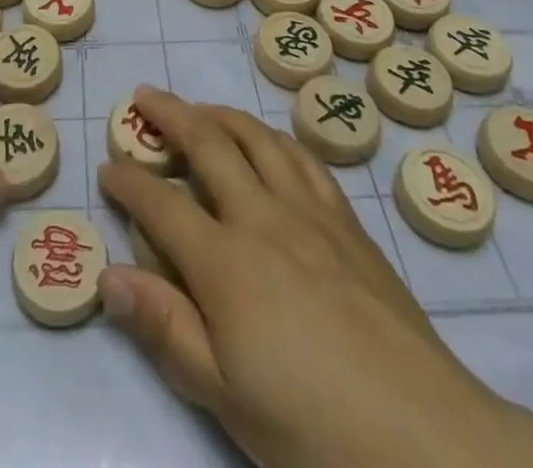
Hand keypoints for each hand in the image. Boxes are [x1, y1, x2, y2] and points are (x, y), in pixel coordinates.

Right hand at [98, 88, 532, 467]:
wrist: (425, 436)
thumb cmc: (312, 429)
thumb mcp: (225, 396)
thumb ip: (165, 328)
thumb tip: (108, 276)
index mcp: (225, 263)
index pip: (161, 206)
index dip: (128, 184)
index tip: (107, 168)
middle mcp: (262, 217)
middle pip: (208, 145)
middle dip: (169, 115)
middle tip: (145, 98)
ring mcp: (309, 212)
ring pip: (257, 137)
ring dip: (221, 114)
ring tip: (201, 110)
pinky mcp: (347, 221)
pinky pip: (303, 158)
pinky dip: (274, 138)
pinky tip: (270, 144)